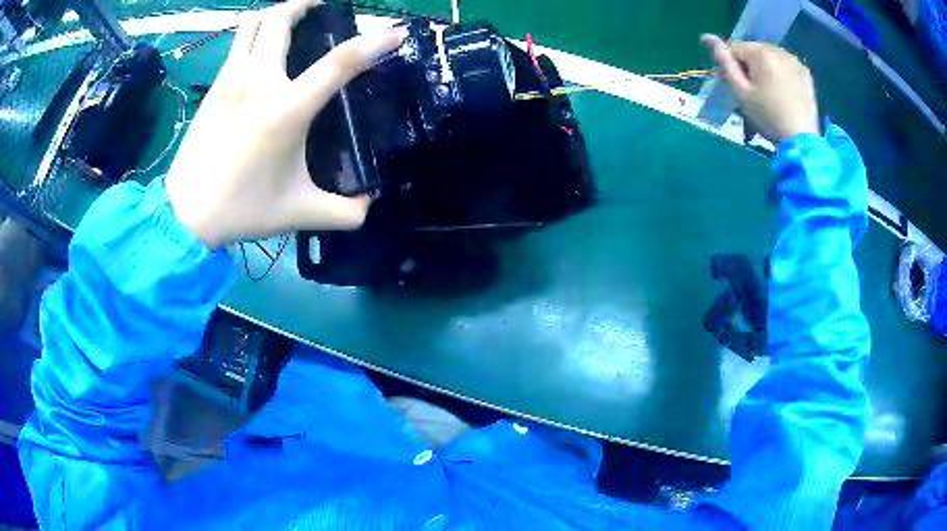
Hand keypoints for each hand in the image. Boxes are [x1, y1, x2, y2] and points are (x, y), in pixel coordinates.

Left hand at [165, 0, 404, 247]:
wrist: (185, 214)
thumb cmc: (242, 209)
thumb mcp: (300, 213)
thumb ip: (344, 212)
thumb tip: (370, 203)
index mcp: (287, 109)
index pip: (340, 62)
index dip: (374, 42)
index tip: (394, 33)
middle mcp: (259, 82)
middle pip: (283, 19)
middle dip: (308, 3)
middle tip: (324, 6)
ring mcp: (232, 79)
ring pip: (255, 23)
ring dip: (277, 12)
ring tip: (293, 14)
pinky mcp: (215, 85)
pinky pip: (237, 42)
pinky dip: (255, 31)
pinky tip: (263, 43)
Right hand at [701, 34, 818, 143]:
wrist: (801, 140)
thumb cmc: (768, 117)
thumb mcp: (740, 92)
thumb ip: (724, 62)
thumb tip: (707, 37)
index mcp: (760, 53)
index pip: (735, 47)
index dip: (734, 66)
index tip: (741, 87)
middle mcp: (778, 50)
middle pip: (754, 50)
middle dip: (751, 66)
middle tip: (756, 92)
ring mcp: (794, 61)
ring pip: (770, 56)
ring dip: (766, 68)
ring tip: (771, 92)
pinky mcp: (805, 72)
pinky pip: (785, 64)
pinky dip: (781, 73)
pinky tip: (783, 92)